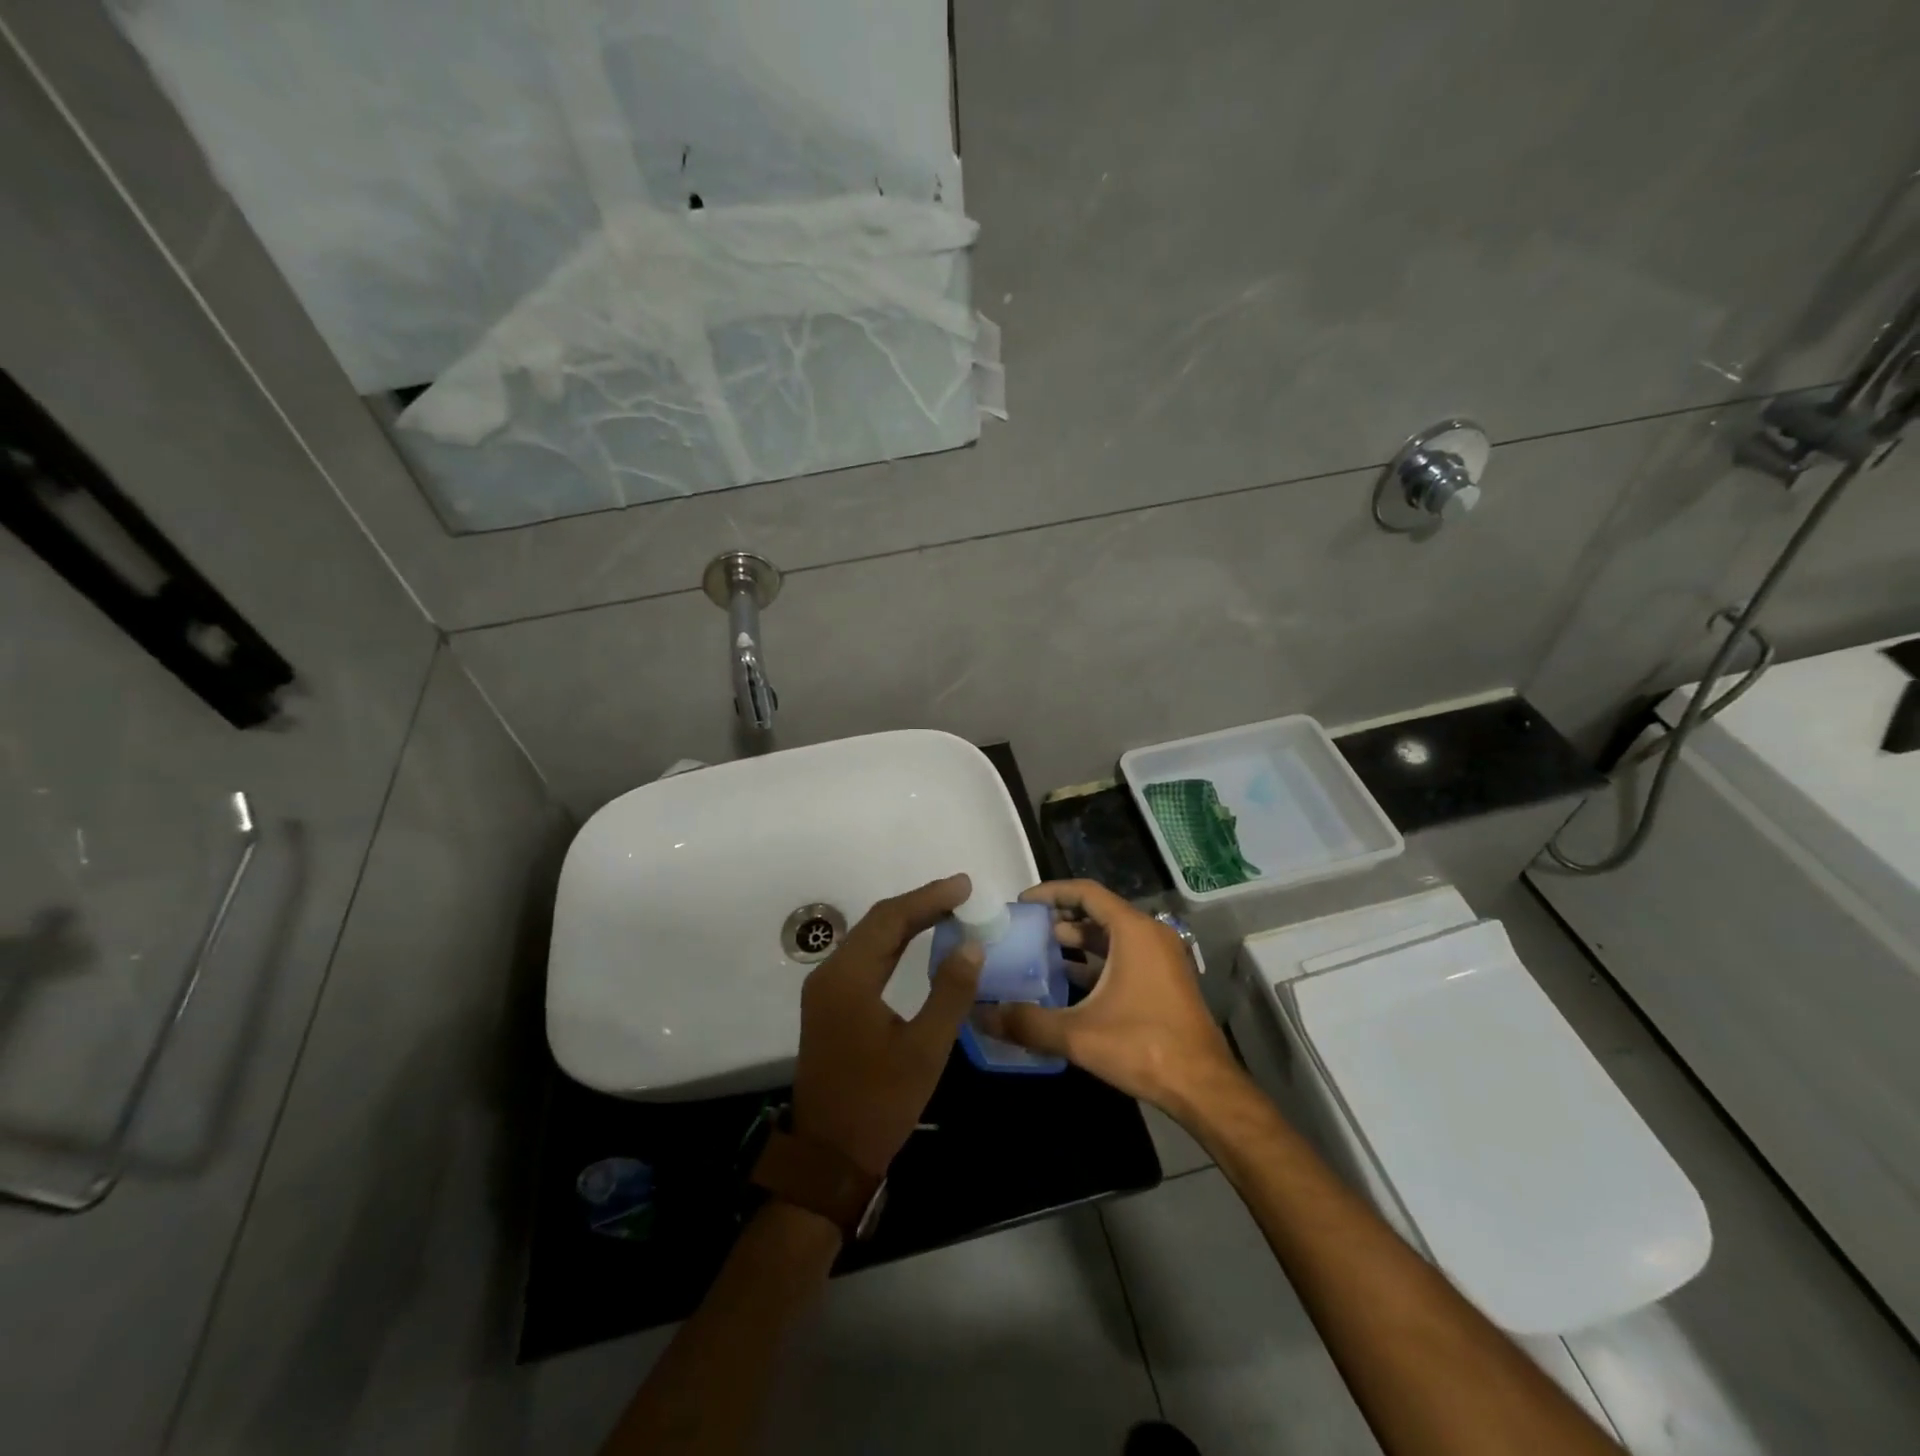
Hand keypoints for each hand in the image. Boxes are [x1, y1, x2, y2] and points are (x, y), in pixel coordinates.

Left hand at [792, 874, 983, 1176]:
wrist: (829, 1158)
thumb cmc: (880, 1103)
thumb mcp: (925, 1049)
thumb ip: (950, 992)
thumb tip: (971, 944)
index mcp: (848, 978)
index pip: (891, 920)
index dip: (929, 898)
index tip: (965, 886)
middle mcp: (831, 974)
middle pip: (878, 923)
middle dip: (920, 904)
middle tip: (961, 894)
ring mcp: (826, 990)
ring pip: (870, 939)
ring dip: (907, 921)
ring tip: (948, 910)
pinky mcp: (830, 1005)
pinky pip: (865, 958)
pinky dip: (894, 943)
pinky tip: (917, 942)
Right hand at [983, 879, 1241, 1114]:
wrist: (1203, 1086)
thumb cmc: (1142, 1046)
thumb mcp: (1078, 1034)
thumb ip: (1027, 1022)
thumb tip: (982, 1016)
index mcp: (1133, 931)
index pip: (1086, 892)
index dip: (1051, 893)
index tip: (1022, 903)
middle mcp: (1150, 935)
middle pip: (1099, 911)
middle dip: (1061, 917)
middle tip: (1026, 929)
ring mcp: (1161, 958)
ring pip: (1112, 936)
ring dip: (1078, 941)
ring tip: (1041, 952)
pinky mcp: (1165, 981)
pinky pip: (1124, 956)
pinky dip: (1096, 961)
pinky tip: (1069, 981)